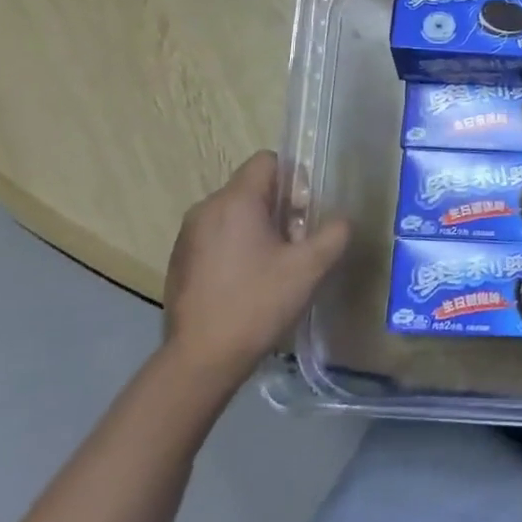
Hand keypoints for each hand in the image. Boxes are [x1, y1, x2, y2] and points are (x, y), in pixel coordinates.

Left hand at [162, 151, 348, 391]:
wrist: (200, 361)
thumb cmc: (257, 304)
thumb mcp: (309, 268)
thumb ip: (334, 234)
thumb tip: (342, 220)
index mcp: (236, 201)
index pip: (268, 161)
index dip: (295, 179)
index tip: (305, 214)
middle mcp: (206, 208)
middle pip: (252, 187)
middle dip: (280, 208)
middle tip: (297, 244)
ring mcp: (187, 235)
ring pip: (234, 213)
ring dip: (258, 228)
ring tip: (274, 266)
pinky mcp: (180, 261)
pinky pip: (216, 236)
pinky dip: (236, 247)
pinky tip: (248, 283)